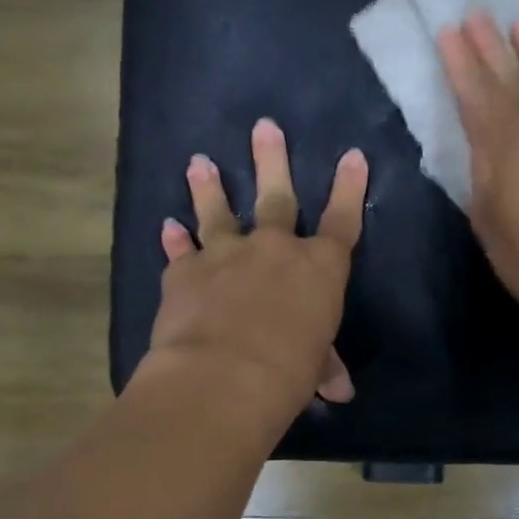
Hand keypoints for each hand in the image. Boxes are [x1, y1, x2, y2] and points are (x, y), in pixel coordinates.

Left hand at [149, 118, 367, 418]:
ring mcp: (226, 254)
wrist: (224, 375)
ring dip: (209, 187)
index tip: (352, 155)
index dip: (348, 188)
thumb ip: (323, 366)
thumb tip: (341, 391)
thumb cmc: (288, 371)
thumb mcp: (314, 368)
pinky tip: (166, 226)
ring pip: (218, 212)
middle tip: (265, 127)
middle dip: (272, 160)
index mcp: (319, 269)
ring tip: (199, 162)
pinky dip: (174, 239)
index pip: (341, 222)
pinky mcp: (185, 271)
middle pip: (277, 196)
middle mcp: (274, 250)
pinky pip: (180, 249)